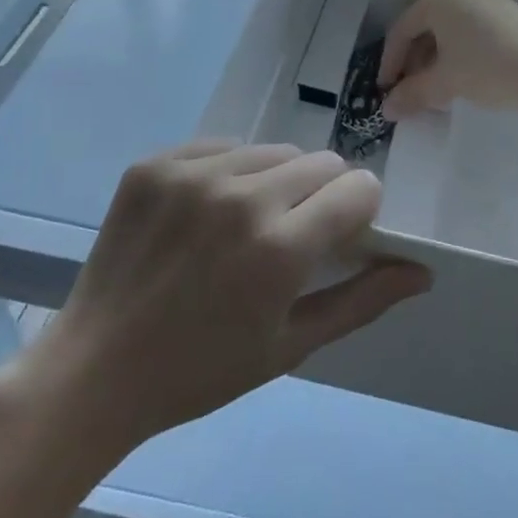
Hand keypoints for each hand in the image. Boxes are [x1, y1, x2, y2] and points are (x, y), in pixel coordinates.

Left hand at [13, 141, 429, 456]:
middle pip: (321, 162)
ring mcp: (193, 173)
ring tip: (243, 226)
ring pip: (273, 151)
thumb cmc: (201, 370)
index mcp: (280, 247)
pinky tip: (204, 214)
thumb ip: (362, 300)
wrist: (95, 370)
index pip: (359, 188)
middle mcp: (241, 196)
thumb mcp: (291, 346)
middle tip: (290, 236)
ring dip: (275, 181)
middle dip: (322, 195)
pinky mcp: (156, 163)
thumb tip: (422, 271)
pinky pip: (221, 146)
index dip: (359, 212)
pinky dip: (228, 173)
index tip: (340, 237)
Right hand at [379, 0, 517, 119]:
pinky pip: (465, 23)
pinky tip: (456, 73)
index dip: (390, 63)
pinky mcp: (501, 4)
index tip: (385, 91)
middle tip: (408, 90)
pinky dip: (454, 46)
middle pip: (423, 24)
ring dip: (433, 55)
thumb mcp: (445, 83)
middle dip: (413, 60)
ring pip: (445, 25)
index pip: (402, 29)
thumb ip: (411, 93)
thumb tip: (387, 108)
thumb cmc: (490, 70)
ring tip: (431, 87)